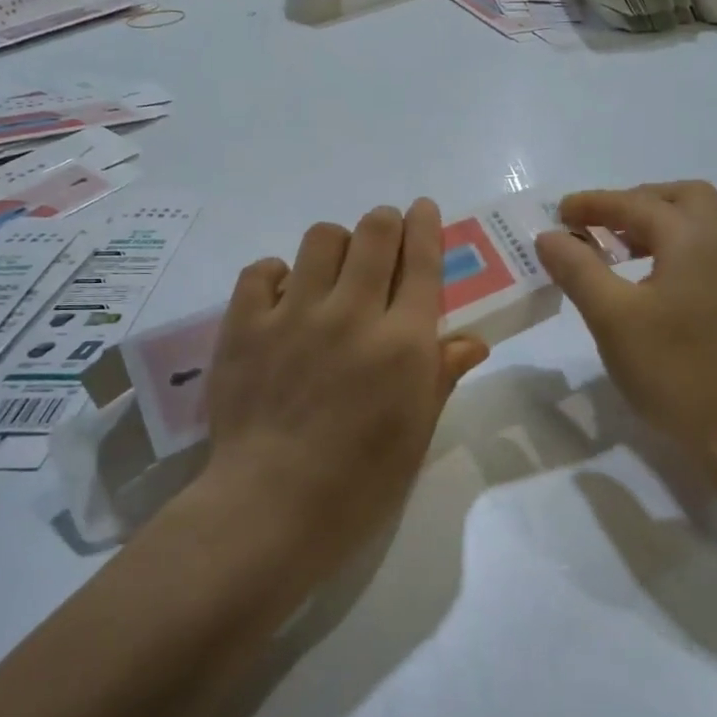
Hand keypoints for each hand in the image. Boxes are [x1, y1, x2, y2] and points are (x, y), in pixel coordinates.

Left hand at [203, 199, 488, 574]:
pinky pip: (261, 270)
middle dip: (385, 223)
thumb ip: (441, 374)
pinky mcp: (244, 325)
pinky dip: (277, 273)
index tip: (423, 209)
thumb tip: (472, 340)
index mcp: (402, 341)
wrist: (272, 507)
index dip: (426, 225)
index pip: (421, 260)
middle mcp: (352, 313)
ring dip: (335, 243)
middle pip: (374, 233)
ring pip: (320, 238)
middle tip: (383, 236)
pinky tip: (283, 296)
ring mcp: (294, 314)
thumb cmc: (360, 480)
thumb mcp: (416, 431)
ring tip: (333, 269)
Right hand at [534, 182, 716, 474]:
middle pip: (680, 198)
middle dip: (634, 203)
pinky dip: (668, 250)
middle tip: (597, 226)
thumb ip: (578, 270)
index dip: (593, 204)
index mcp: (693, 239)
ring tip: (612, 252)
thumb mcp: (612, 318)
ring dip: (652, 226)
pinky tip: (643, 283)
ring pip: (694, 226)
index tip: (558, 213)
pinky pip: (701, 253)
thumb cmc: (674, 370)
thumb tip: (550, 236)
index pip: (636, 204)